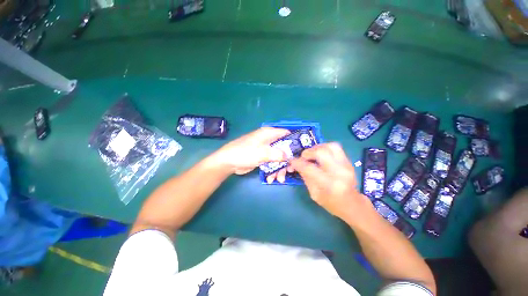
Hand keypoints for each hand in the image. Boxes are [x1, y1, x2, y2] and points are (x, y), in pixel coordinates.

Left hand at [214, 127, 290, 174]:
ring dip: (280, 168)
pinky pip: (271, 163)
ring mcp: (265, 150)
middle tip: (290, 170)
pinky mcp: (262, 158)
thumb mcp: (263, 153)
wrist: (229, 162)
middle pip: (284, 148)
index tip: (301, 152)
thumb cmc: (245, 153)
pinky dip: (273, 170)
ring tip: (279, 179)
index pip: (286, 134)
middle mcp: (268, 140)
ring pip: (278, 157)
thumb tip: (290, 156)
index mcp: (269, 133)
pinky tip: (271, 179)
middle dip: (287, 160)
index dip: (294, 141)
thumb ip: (278, 153)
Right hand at [289, 143, 371, 222]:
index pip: (309, 168)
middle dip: (308, 152)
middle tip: (303, 157)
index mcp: (328, 184)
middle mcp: (339, 172)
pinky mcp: (349, 161)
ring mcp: (346, 165)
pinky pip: (336, 148)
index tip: (291, 161)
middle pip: (321, 152)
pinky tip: (321, 154)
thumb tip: (297, 164)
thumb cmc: (331, 203)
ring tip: (312, 153)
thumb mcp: (314, 194)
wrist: (352, 204)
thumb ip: (305, 177)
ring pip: (330, 146)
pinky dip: (325, 148)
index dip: (297, 162)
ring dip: (318, 147)